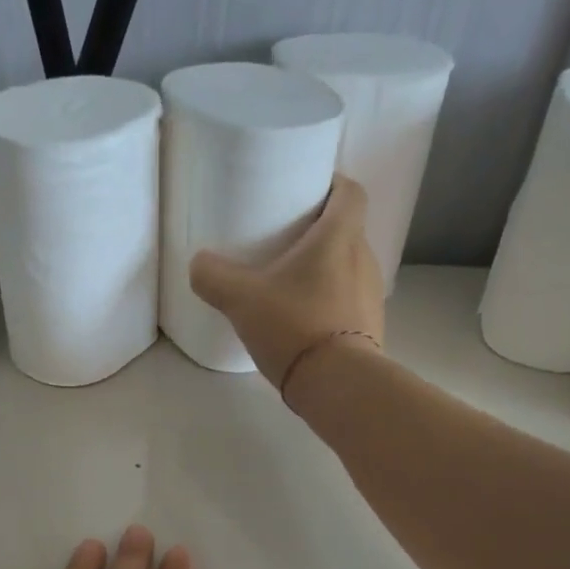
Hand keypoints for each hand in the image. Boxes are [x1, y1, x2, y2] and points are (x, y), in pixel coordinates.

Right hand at [189, 173, 384, 391]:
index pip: (350, 191)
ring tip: (291, 284)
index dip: (332, 184)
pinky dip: (330, 303)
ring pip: (348, 268)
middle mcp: (364, 258)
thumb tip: (198, 264)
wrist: (337, 385)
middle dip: (320, 231)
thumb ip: (214, 277)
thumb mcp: (241, 300)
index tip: (308, 191)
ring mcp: (371, 296)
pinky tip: (303, 321)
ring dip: (324, 270)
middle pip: (347, 230)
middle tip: (286, 241)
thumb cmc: (294, 326)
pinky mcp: (370, 328)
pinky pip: (349, 302)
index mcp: (339, 237)